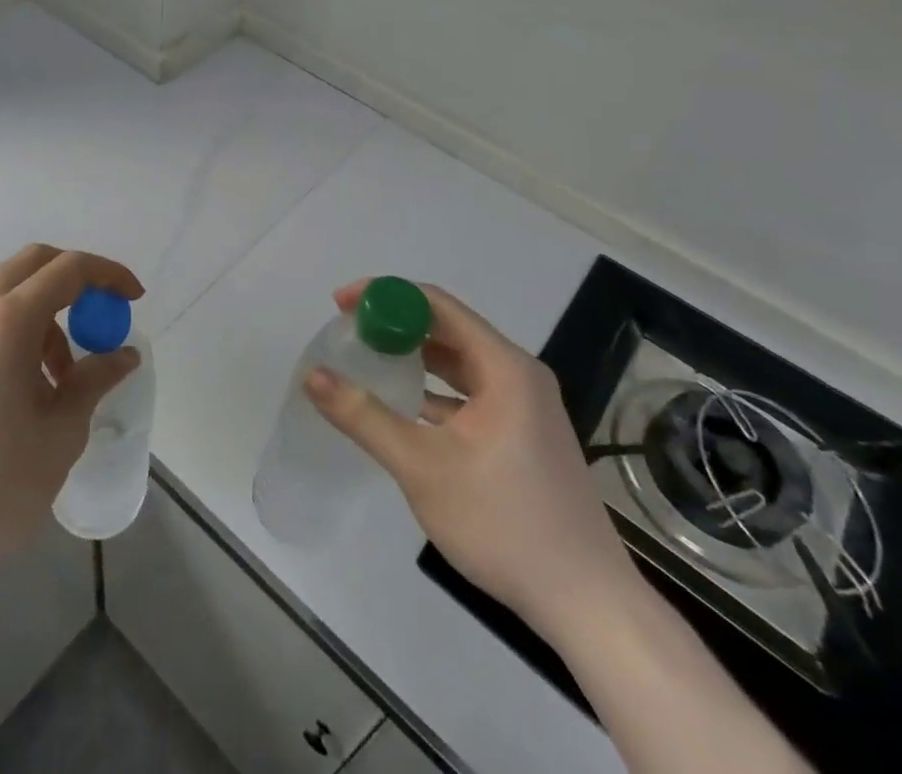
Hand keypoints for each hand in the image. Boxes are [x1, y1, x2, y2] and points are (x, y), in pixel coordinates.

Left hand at [0, 245, 142, 589]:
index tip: (133, 299)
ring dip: (42, 318)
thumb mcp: (60, 435)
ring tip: (58, 382)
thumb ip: (95, 381)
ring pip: (5, 296)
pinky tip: (17, 391)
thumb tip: (123, 354)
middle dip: (74, 280)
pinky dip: (11, 335)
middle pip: (32, 264)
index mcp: (8, 323)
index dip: (108, 275)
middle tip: (99, 318)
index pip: (68, 270)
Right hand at [305, 281, 634, 640]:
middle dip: (395, 325)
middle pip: (448, 329)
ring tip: (367, 361)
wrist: (588, 606)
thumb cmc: (504, 523)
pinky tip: (403, 407)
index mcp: (504, 367)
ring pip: (459, 363)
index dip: (385, 296)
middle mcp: (519, 375)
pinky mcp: (525, 436)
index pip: (436, 304)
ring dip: (414, 358)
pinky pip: (470, 394)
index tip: (341, 305)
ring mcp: (526, 407)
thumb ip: (364, 417)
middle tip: (348, 332)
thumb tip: (313, 376)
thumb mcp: (422, 467)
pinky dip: (434, 391)